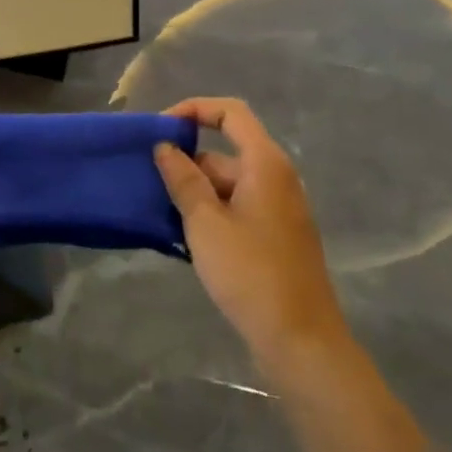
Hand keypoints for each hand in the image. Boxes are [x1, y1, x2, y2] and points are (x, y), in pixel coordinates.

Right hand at [155, 97, 349, 375]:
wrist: (301, 342)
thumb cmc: (251, 273)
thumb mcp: (205, 223)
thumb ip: (183, 180)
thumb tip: (165, 147)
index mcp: (265, 163)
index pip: (230, 112)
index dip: (194, 109)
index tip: (161, 130)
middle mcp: (276, 178)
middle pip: (226, 151)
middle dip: (187, 162)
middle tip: (149, 182)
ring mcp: (278, 209)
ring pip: (228, 184)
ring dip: (195, 192)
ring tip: (160, 211)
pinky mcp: (275, 237)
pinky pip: (237, 208)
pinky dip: (210, 212)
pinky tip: (184, 236)